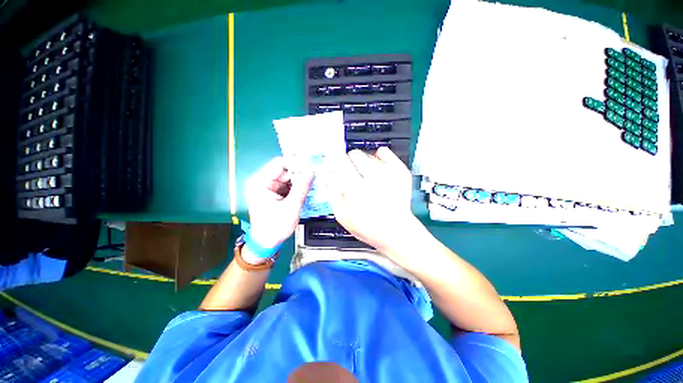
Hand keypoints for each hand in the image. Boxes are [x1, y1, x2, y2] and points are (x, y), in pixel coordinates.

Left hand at [246, 157, 313, 248]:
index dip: (295, 163)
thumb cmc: (275, 227)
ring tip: (315, 180)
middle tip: (316, 173)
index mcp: (260, 183)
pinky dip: (298, 187)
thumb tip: (311, 171)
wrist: (267, 243)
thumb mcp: (290, 207)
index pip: (279, 164)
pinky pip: (289, 186)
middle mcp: (263, 182)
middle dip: (300, 173)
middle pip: (285, 171)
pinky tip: (309, 188)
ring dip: (300, 180)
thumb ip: (301, 188)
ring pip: (288, 178)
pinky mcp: (275, 194)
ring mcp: (269, 188)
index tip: (311, 165)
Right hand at [329, 147, 415, 253]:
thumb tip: (330, 176)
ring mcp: (388, 173)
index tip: (334, 162)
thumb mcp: (342, 216)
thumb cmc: (369, 227)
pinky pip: (383, 151)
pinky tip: (377, 169)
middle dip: (349, 162)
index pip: (340, 161)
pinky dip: (378, 157)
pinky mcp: (400, 171)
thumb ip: (333, 193)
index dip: (335, 160)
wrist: (396, 232)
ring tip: (366, 178)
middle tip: (350, 173)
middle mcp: (373, 178)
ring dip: (363, 163)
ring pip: (368, 154)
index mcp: (356, 189)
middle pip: (354, 154)